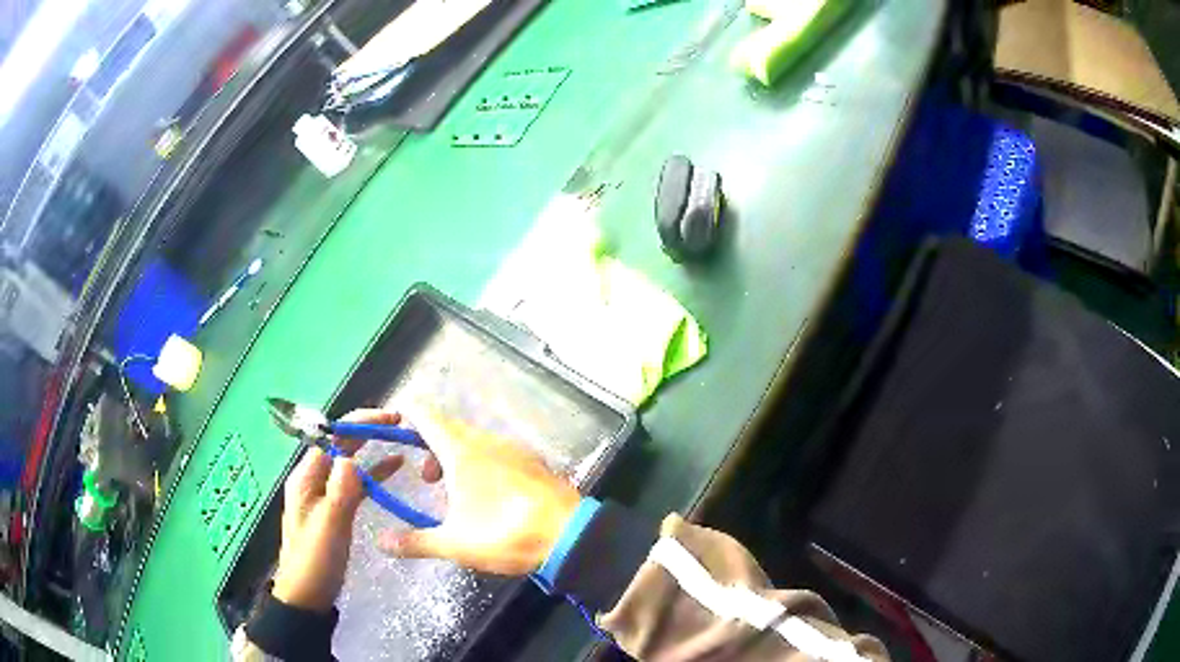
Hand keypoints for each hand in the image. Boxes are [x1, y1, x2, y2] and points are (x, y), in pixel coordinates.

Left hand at [270, 411, 404, 611]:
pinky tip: (394, 468)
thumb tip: (351, 456)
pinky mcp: (336, 510)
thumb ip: (340, 491)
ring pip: (350, 463)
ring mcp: (325, 495)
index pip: (331, 438)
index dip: (357, 425)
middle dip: (365, 431)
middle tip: (398, 422)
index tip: (387, 419)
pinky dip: (374, 474)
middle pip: (340, 446)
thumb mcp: (329, 526)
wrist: (308, 595)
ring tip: (400, 437)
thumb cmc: (315, 560)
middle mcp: (313, 480)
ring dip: (372, 450)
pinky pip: (356, 484)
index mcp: (306, 477)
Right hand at [373, 410, 581, 575]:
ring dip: (455, 457)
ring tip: (454, 491)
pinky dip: (480, 462)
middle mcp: (487, 441)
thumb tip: (381, 542)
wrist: (571, 536)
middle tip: (426, 479)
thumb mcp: (455, 544)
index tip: (390, 423)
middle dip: (429, 446)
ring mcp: (513, 449)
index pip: (425, 415)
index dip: (405, 414)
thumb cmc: (507, 534)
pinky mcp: (532, 462)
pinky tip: (487, 494)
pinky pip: (496, 451)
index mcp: (462, 451)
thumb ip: (415, 541)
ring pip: (474, 440)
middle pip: (448, 428)